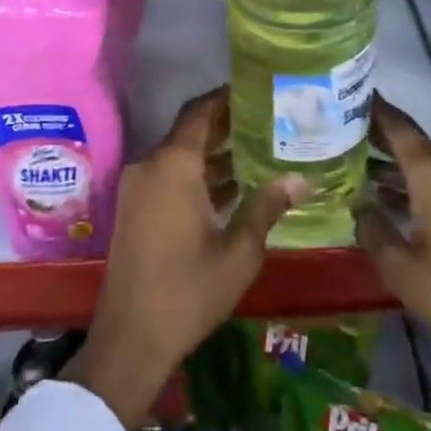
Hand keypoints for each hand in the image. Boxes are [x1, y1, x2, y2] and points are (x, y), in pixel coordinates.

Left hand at [65, 87, 307, 427]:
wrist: (130, 339)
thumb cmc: (188, 292)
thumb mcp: (238, 252)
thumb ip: (266, 207)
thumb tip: (300, 178)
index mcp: (173, 165)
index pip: (201, 112)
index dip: (227, 98)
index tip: (257, 91)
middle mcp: (150, 165)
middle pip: (190, 131)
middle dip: (226, 126)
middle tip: (268, 122)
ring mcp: (137, 186)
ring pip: (179, 155)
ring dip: (212, 154)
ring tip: (258, 152)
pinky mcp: (133, 207)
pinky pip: (167, 176)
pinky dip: (195, 175)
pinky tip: (230, 188)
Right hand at [354, 96, 430, 430]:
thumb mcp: (401, 269)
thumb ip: (373, 230)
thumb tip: (360, 208)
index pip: (396, 125)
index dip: (371, 109)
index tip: (344, 95)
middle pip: (412, 141)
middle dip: (378, 138)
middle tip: (340, 137)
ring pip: (428, 163)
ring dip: (397, 165)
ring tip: (358, 169)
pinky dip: (418, 183)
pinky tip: (393, 200)